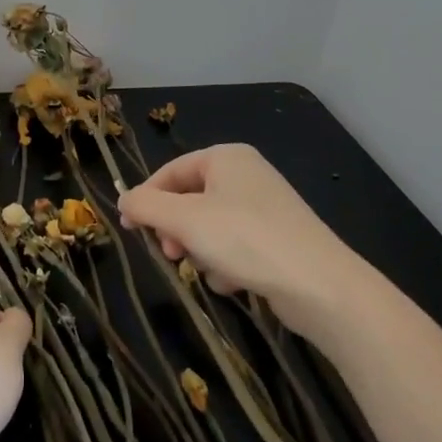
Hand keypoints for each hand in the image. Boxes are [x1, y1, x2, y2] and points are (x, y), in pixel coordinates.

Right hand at [117, 144, 363, 333]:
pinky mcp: (277, 239)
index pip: (170, 172)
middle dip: (176, 231)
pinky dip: (227, 264)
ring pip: (209, 227)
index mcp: (226, 158)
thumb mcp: (184, 219)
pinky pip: (234, 246)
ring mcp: (264, 207)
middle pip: (190, 200)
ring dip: (201, 252)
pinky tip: (234, 282)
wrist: (319, 284)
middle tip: (171, 254)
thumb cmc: (245, 239)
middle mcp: (246, 175)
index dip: (146, 199)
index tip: (128, 228)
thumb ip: (146, 206)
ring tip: (209, 270)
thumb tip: (123, 200)